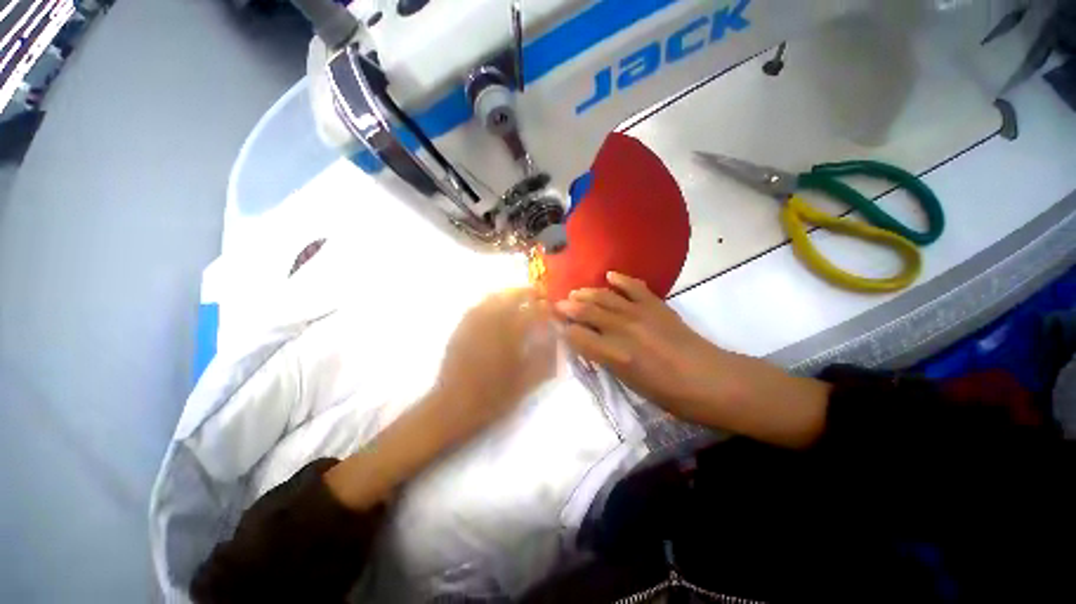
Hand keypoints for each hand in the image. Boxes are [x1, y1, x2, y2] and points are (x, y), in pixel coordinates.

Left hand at [432, 288, 557, 443]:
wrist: (453, 406)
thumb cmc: (494, 397)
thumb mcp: (528, 381)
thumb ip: (546, 356)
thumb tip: (556, 337)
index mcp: (511, 333)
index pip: (535, 310)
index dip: (547, 307)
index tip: (554, 309)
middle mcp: (493, 320)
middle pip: (515, 296)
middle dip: (530, 294)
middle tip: (540, 298)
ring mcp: (475, 321)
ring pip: (497, 296)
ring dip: (512, 294)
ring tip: (521, 300)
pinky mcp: (462, 326)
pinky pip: (480, 305)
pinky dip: (494, 301)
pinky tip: (498, 309)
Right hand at [555, 272, 735, 425]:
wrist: (711, 381)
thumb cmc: (670, 394)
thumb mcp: (631, 384)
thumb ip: (608, 360)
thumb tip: (592, 345)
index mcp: (615, 355)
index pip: (578, 336)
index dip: (564, 329)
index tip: (556, 326)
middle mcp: (623, 329)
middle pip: (588, 312)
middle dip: (569, 307)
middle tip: (558, 304)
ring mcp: (640, 313)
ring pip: (606, 297)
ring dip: (588, 292)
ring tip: (576, 292)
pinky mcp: (657, 305)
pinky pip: (634, 287)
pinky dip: (621, 279)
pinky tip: (610, 276)